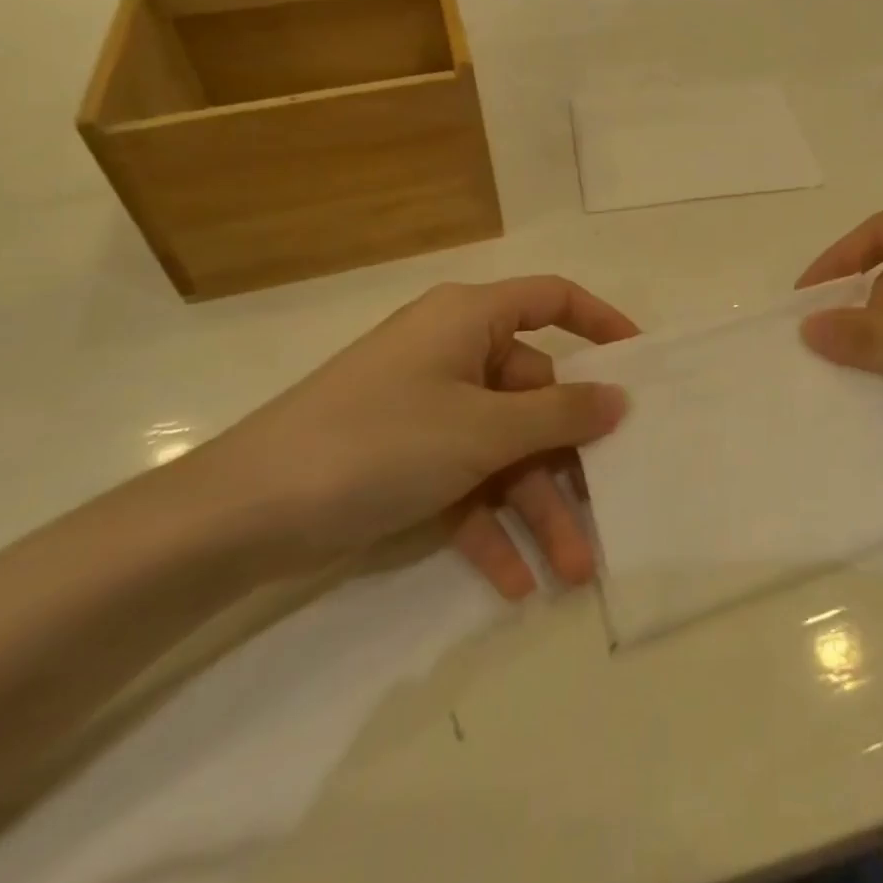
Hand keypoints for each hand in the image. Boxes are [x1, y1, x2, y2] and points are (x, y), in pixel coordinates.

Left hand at [185, 277, 634, 590]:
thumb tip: (619, 399)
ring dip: (535, 507)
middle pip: (534, 395)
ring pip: (504, 451)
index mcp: (470, 320)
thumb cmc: (379, 441)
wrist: (242, 515)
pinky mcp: (407, 458)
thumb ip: (560, 414)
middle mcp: (454, 355)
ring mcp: (430, 410)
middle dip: (568, 460)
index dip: (601, 323)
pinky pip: (465, 484)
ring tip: (570, 570)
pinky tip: (514, 583)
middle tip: (610, 509)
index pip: (552, 300)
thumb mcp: (482, 430)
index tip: (641, 364)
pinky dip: (489, 526)